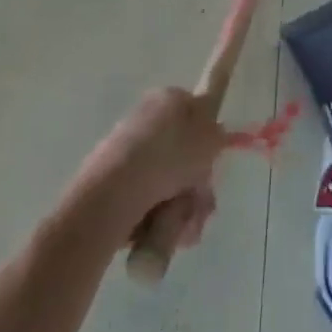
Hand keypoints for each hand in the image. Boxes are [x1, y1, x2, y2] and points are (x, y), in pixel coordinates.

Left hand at [73, 89, 226, 249]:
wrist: (114, 192)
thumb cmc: (169, 156)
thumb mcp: (209, 137)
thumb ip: (217, 134)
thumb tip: (214, 134)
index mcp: (168, 99)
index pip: (196, 114)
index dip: (208, 141)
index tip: (211, 164)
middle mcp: (148, 120)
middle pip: (185, 157)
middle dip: (197, 187)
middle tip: (200, 204)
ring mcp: (129, 154)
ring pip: (170, 186)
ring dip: (183, 209)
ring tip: (180, 224)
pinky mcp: (115, 186)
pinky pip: (149, 204)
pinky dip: (159, 221)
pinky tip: (161, 232)